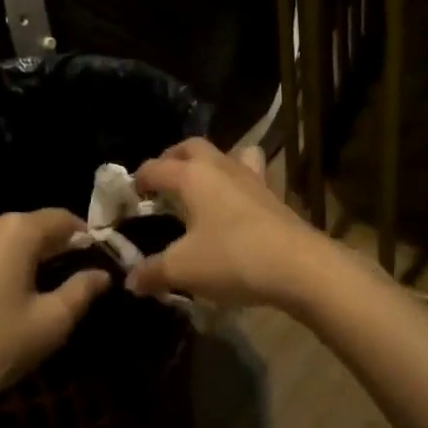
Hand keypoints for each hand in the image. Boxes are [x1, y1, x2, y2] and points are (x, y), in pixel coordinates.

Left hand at [0, 210, 109, 420]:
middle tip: (66, 281)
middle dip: (50, 249)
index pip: (62, 219)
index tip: (96, 260)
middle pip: (29, 227)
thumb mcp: (50, 323)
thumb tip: (101, 274)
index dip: (84, 238)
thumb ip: (82, 290)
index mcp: (15, 230)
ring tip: (27, 294)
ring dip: (18, 259)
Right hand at [126, 139, 334, 306]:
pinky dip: (236, 182)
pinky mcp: (272, 195)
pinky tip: (234, 205)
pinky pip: (250, 175)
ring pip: (227, 154)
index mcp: (192, 176)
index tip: (128, 197)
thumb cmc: (233, 258)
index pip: (156, 167)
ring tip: (199, 185)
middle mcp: (220, 167)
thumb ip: (153, 272)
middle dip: (172, 158)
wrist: (299, 266)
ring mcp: (251, 178)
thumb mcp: (183, 270)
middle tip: (161, 181)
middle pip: (191, 147)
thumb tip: (131, 281)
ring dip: (209, 163)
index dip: (138, 180)